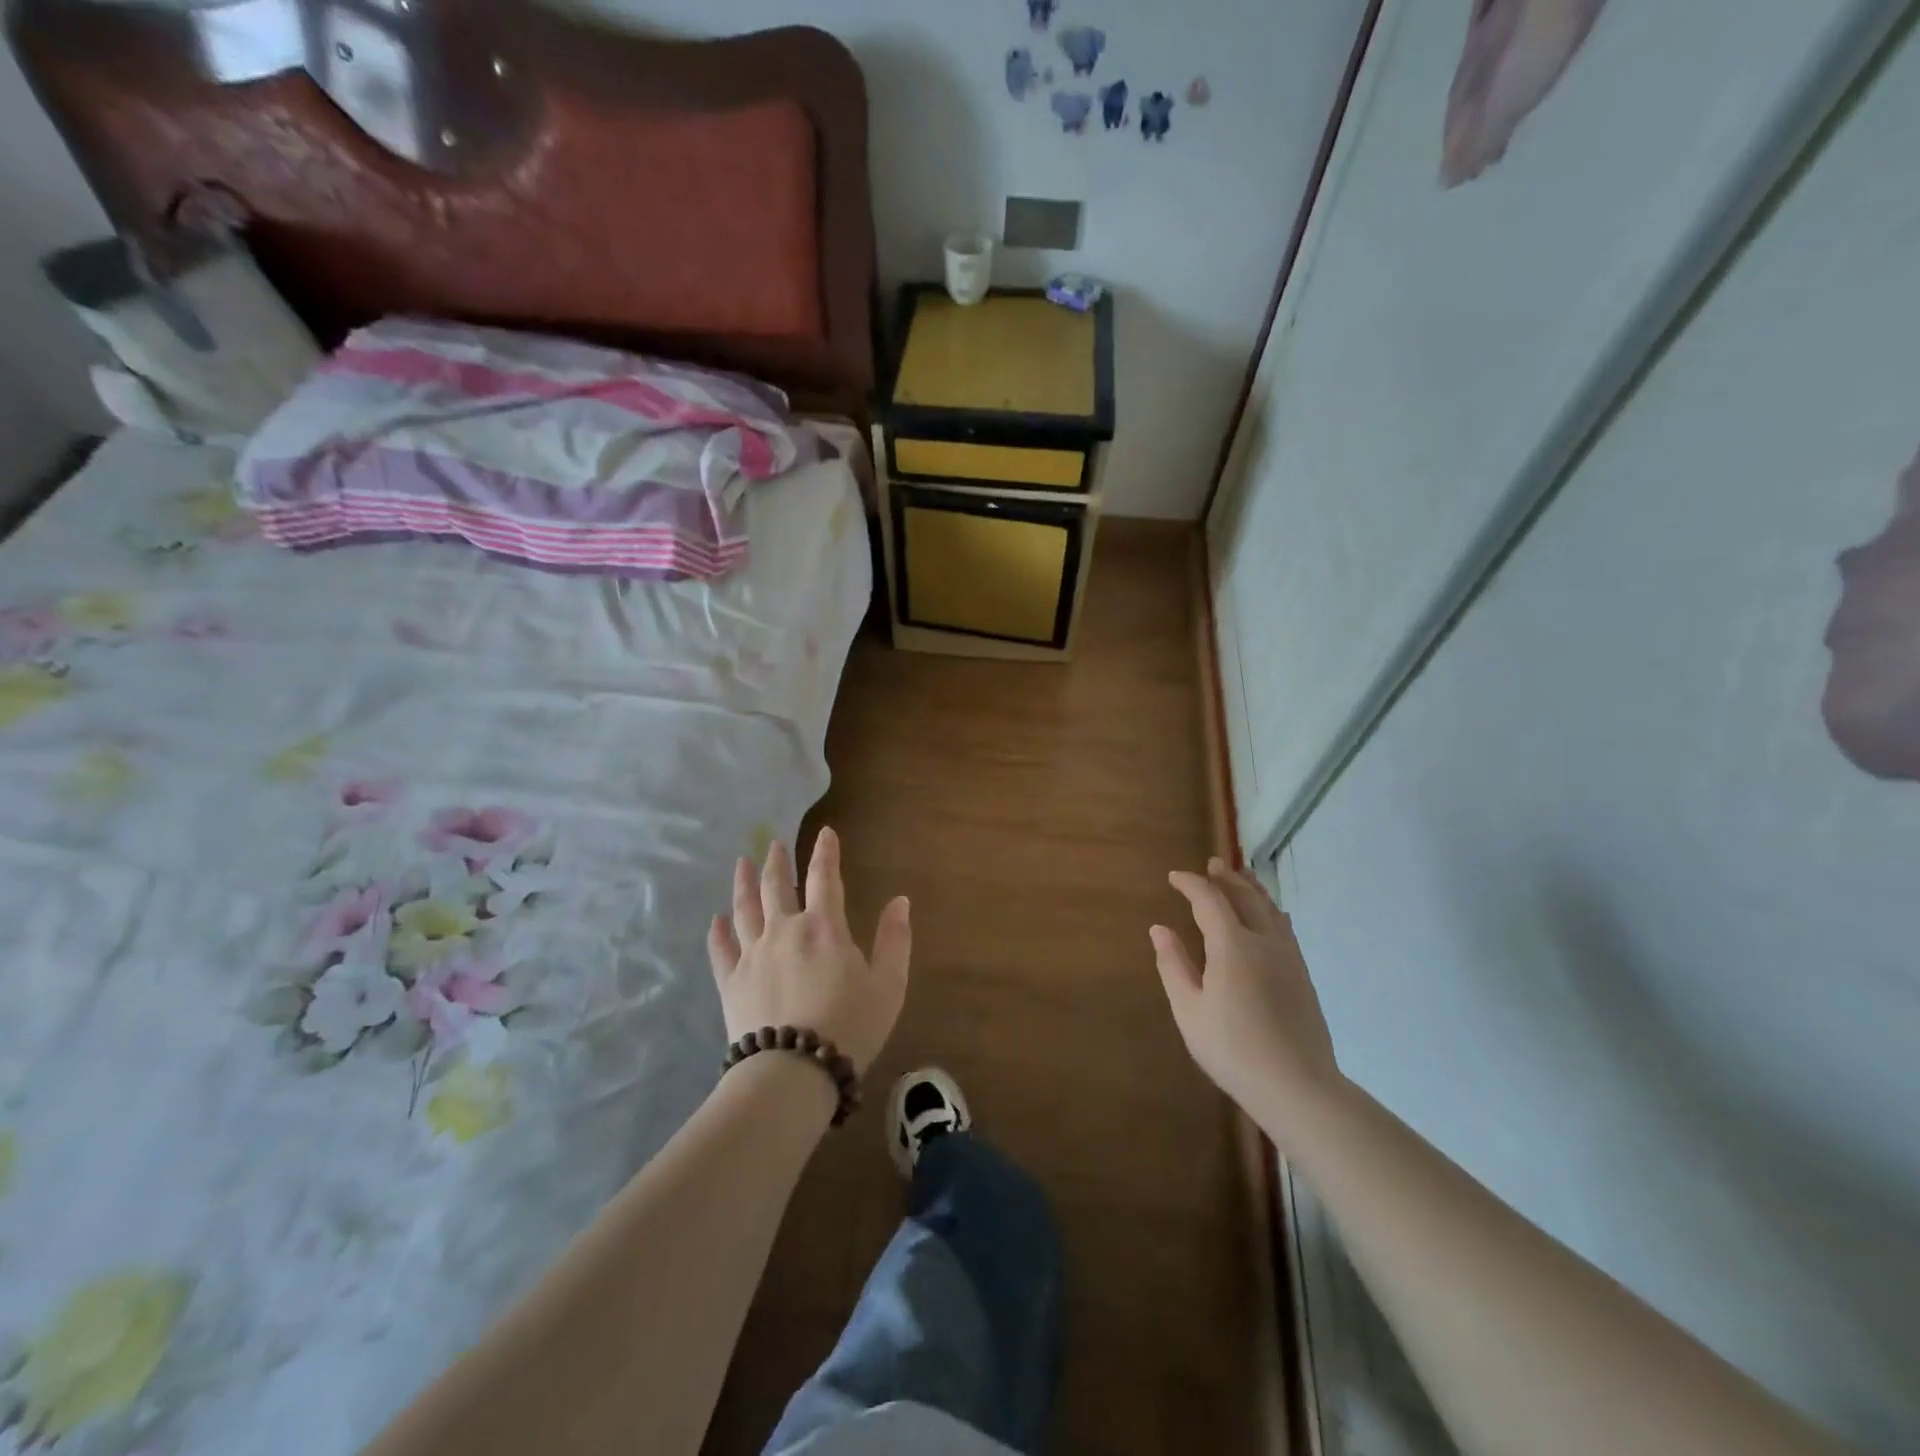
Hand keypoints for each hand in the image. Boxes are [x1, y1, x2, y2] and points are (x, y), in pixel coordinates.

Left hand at [708, 826, 910, 1074]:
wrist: (793, 1072)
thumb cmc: (850, 1026)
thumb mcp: (888, 984)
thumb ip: (895, 940)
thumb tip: (900, 901)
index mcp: (824, 927)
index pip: (825, 878)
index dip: (825, 853)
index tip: (824, 833)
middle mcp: (785, 930)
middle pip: (777, 887)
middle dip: (777, 862)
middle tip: (773, 844)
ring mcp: (753, 955)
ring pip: (745, 909)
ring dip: (744, 884)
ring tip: (741, 864)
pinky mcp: (731, 982)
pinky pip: (721, 950)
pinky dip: (718, 932)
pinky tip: (715, 920)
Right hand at [1151, 857, 1344, 1148]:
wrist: (1298, 1086)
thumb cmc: (1233, 1050)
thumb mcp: (1189, 1010)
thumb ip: (1173, 965)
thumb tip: (1159, 928)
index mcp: (1232, 946)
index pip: (1210, 900)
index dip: (1191, 884)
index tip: (1174, 877)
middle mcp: (1264, 941)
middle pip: (1245, 896)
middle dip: (1226, 877)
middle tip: (1212, 864)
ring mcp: (1289, 957)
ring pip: (1270, 908)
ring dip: (1252, 888)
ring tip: (1241, 876)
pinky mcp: (1302, 974)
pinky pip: (1285, 927)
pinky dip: (1271, 910)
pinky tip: (1272, 915)